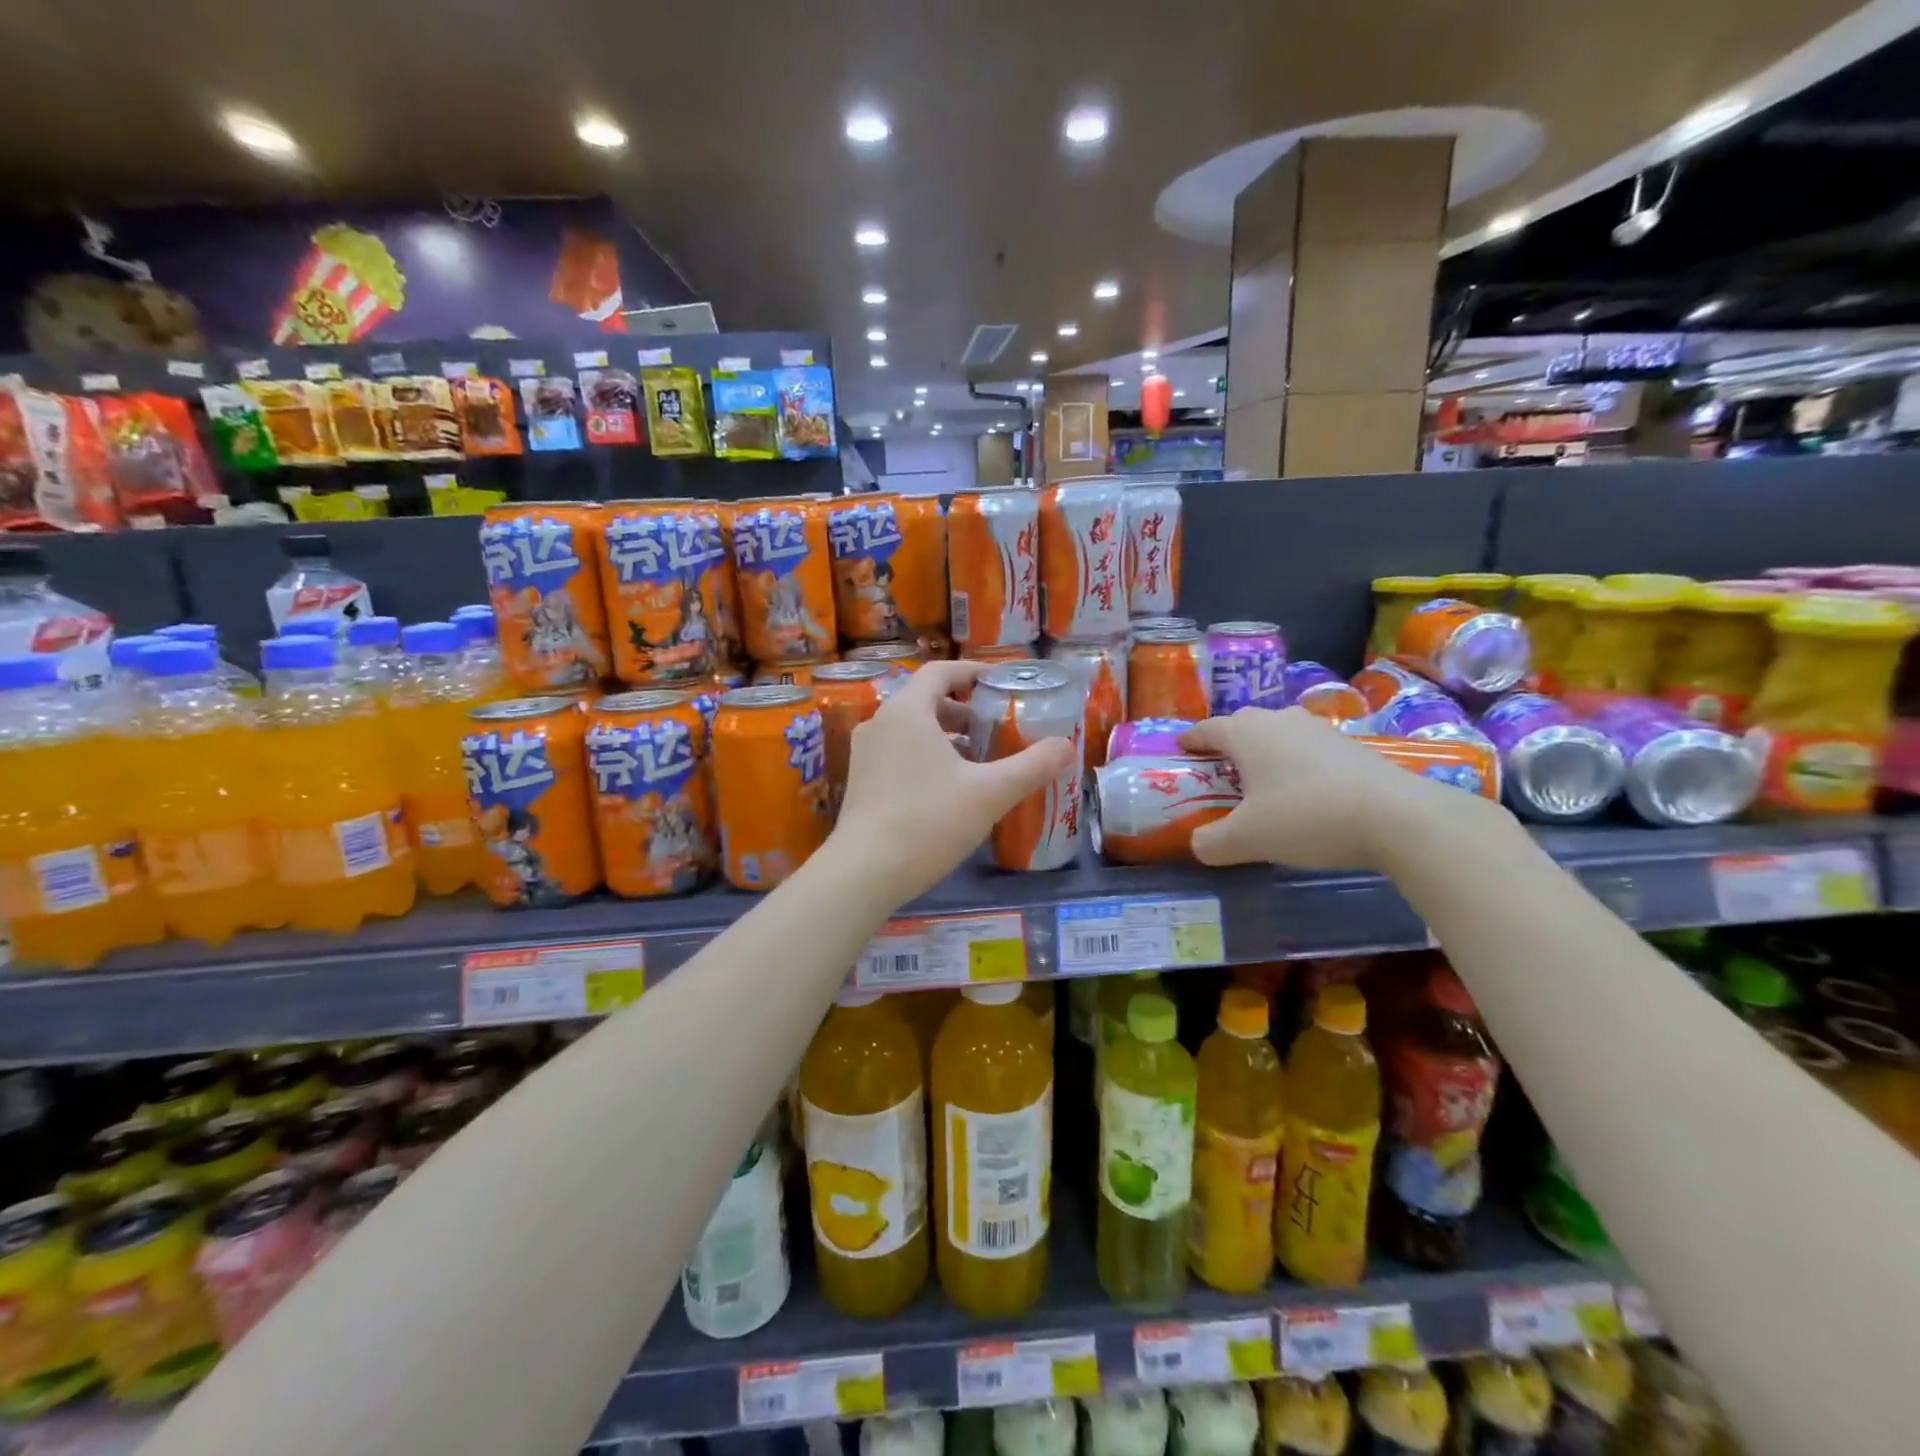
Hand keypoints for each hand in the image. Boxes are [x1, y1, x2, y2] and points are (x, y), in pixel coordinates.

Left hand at [833, 660, 1076, 902]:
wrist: (865, 872)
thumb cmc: (929, 821)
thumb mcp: (990, 793)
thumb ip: (1032, 766)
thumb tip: (1067, 746)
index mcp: (907, 711)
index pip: (940, 671)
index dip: (973, 672)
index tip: (1000, 683)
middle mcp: (880, 722)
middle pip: (926, 700)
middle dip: (963, 709)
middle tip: (996, 727)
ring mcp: (864, 752)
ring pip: (911, 728)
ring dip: (946, 735)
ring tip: (979, 759)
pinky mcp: (860, 781)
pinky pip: (897, 752)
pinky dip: (925, 755)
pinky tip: (949, 788)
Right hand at [1179, 707, 1476, 871]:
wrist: (1398, 817)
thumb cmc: (1307, 817)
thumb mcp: (1247, 840)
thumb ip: (1212, 842)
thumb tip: (1199, 844)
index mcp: (1247, 733)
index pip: (1207, 728)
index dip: (1190, 740)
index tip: (1180, 750)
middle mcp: (1280, 720)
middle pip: (1242, 725)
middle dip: (1226, 745)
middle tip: (1218, 773)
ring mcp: (1319, 729)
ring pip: (1278, 734)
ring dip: (1264, 753)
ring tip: (1260, 784)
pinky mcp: (1350, 745)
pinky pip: (1307, 748)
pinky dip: (1295, 764)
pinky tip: (1302, 793)